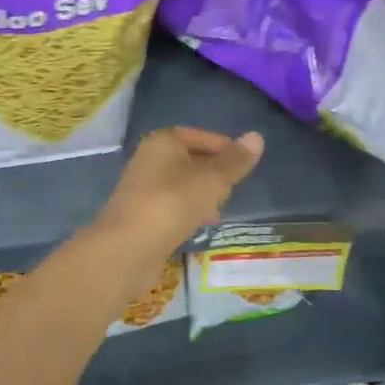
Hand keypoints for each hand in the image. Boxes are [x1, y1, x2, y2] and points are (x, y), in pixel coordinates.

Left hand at [94, 127, 264, 251]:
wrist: (127, 248)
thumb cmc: (173, 203)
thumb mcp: (213, 180)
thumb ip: (235, 161)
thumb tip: (257, 136)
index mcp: (163, 142)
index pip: (198, 136)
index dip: (223, 147)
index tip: (244, 163)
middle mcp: (148, 160)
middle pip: (188, 160)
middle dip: (213, 173)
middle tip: (235, 187)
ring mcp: (142, 189)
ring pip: (180, 185)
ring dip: (202, 194)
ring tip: (222, 209)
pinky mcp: (140, 215)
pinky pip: (171, 206)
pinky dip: (188, 211)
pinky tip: (200, 226)